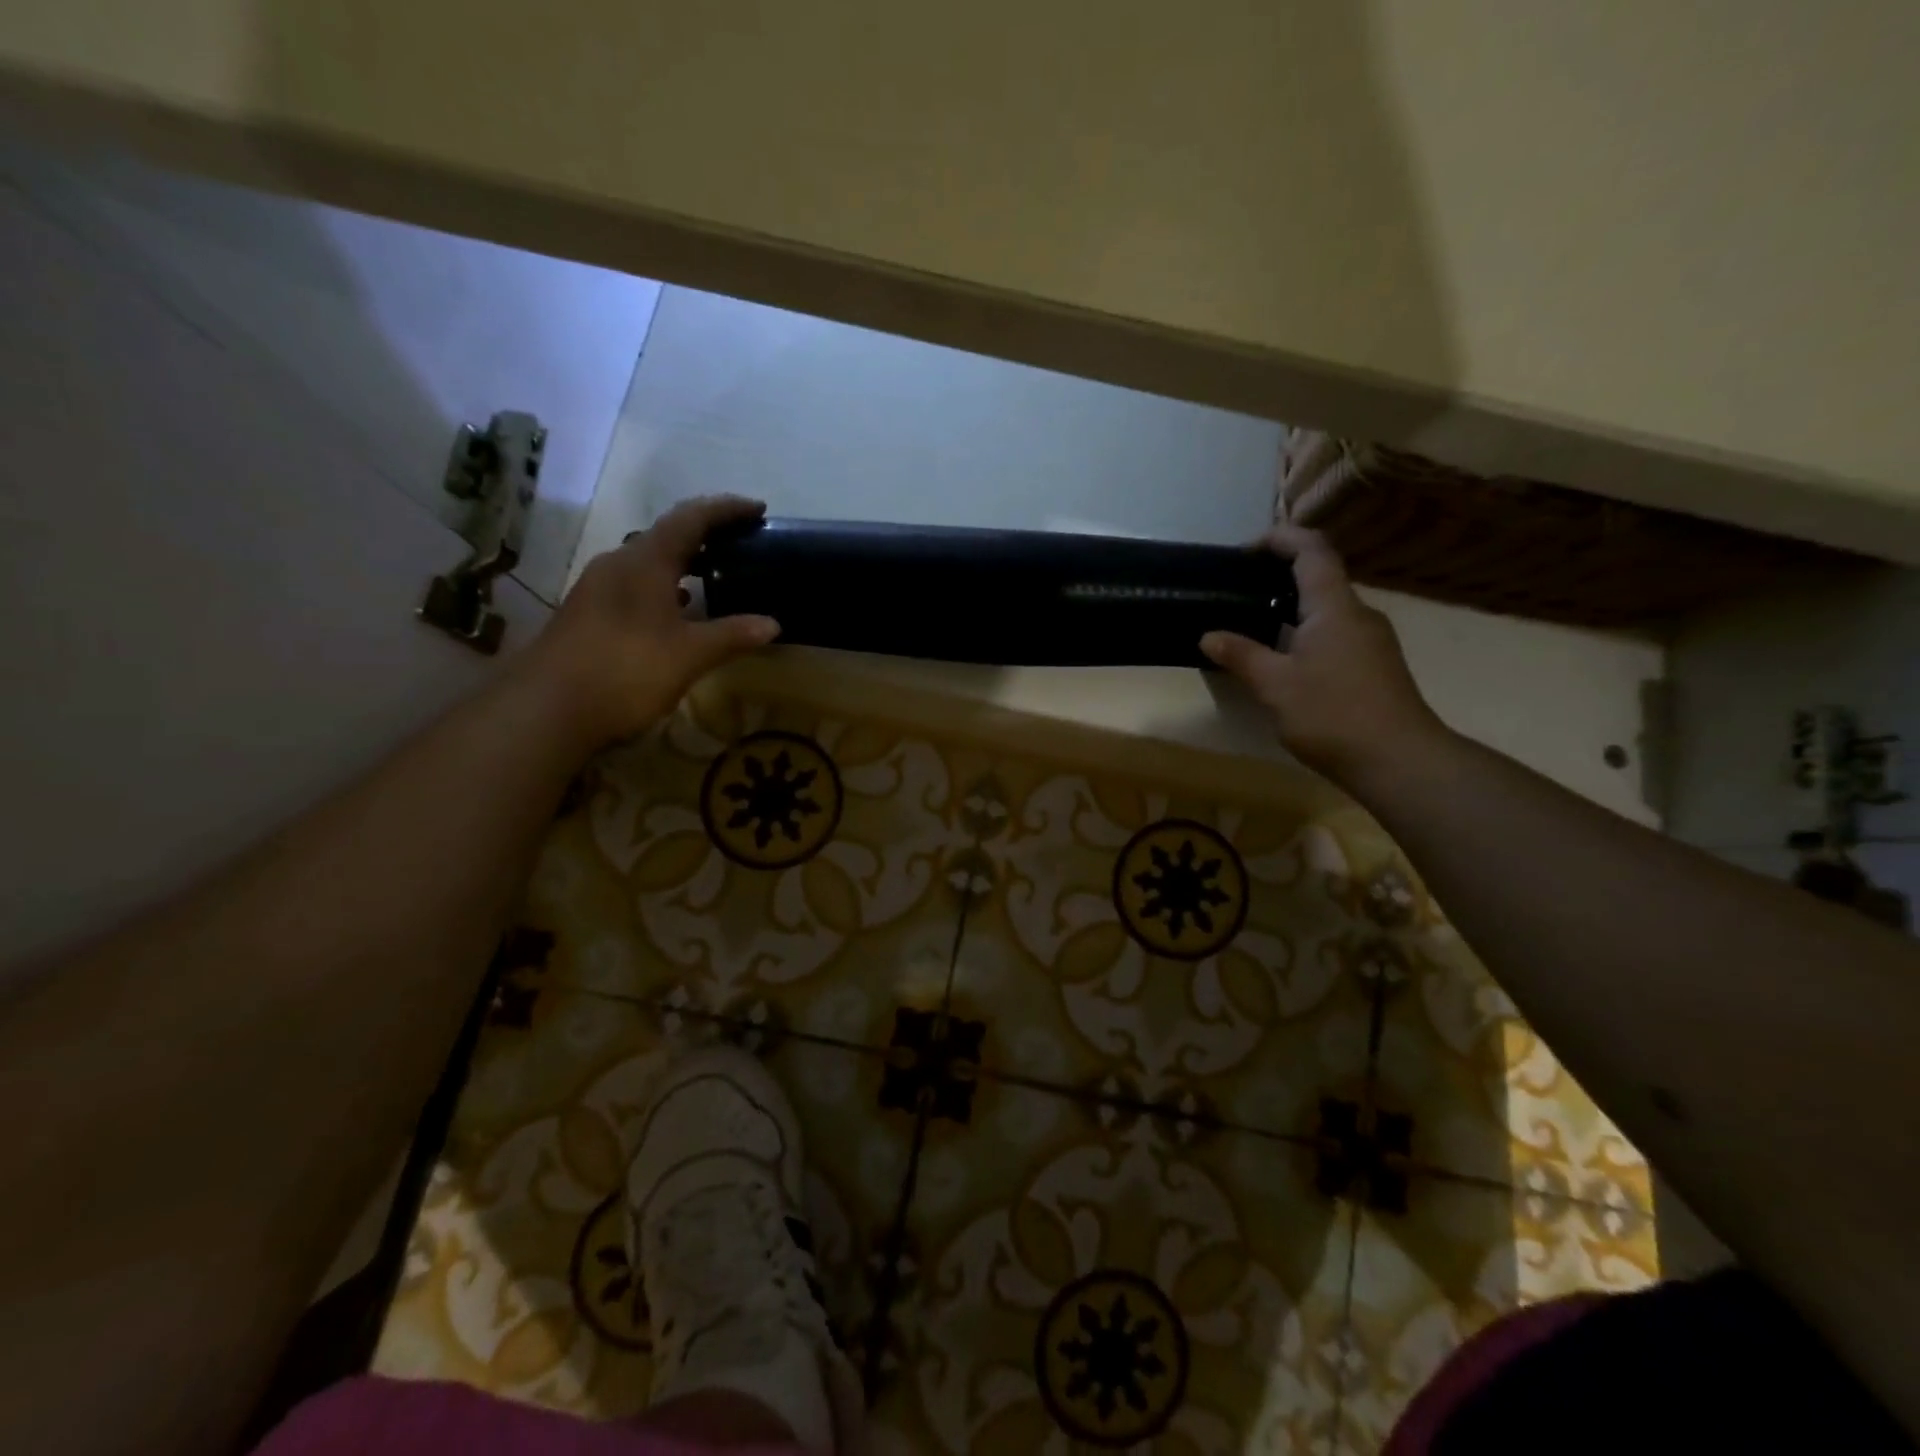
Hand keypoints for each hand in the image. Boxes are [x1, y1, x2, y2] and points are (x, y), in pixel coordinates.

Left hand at [523, 495, 780, 749]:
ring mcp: (598, 588)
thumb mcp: (689, 655)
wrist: (548, 708)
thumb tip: (773, 624)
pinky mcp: (589, 612)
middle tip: (741, 542)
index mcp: (644, 561)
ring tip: (716, 573)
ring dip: (683, 561)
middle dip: (705, 534)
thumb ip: (732, 635)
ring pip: (648, 561)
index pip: (691, 518)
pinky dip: (665, 586)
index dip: (725, 509)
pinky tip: (679, 610)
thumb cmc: (626, 670)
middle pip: (667, 535)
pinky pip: (635, 584)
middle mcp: (618, 563)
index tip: (758, 509)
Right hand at [1200, 526, 1445, 787]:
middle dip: (1278, 575)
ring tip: (1252, 625)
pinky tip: (1283, 659)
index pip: (1312, 550)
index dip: (1280, 538)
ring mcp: (1370, 640)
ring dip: (1291, 607)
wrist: (1398, 760)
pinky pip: (1335, 632)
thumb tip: (1209, 636)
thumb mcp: (1275, 685)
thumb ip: (1241, 655)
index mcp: (1334, 607)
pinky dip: (1305, 631)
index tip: (1245, 551)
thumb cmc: (1333, 714)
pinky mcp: (1374, 665)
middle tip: (1238, 591)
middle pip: (1320, 576)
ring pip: (1327, 608)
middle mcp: (1358, 614)